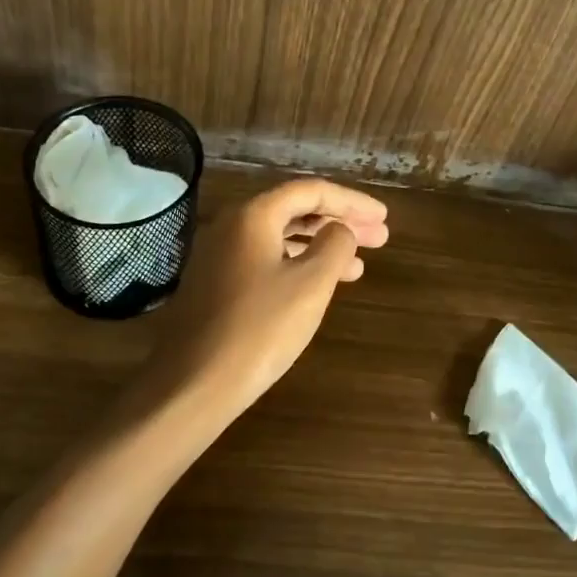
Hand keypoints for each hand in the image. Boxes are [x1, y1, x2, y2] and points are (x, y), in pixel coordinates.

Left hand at [155, 178, 389, 414]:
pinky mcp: (217, 285)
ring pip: (282, 237)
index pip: (312, 191)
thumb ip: (335, 246)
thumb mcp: (311, 284)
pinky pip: (267, 259)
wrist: (192, 385)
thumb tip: (341, 230)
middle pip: (296, 210)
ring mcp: (221, 256)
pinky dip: (299, 265)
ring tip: (359, 266)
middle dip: (340, 222)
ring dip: (322, 246)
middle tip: (380, 237)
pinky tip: (320, 285)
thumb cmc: (259, 329)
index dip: (352, 201)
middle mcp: (233, 225)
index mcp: (254, 215)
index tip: (383, 216)